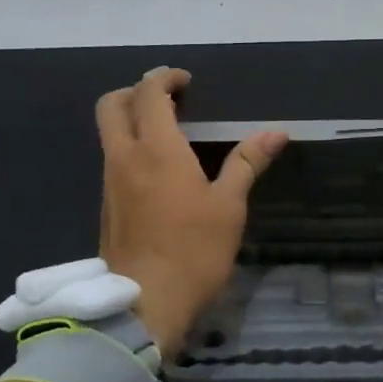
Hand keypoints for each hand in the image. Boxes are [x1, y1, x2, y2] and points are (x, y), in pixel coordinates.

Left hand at [95, 68, 286, 355]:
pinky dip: (130, 149)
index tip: (185, 81)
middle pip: (111, 105)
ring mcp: (109, 183)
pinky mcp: (106, 207)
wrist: (145, 303)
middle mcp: (124, 157)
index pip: (148, 94)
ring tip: (168, 134)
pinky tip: (158, 172)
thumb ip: (247, 163)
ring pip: (109, 134)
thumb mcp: (229, 206)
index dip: (164, 78)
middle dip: (134, 91)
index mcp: (156, 149)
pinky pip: (112, 161)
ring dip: (131, 121)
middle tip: (167, 99)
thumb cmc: (194, 251)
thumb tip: (276, 132)